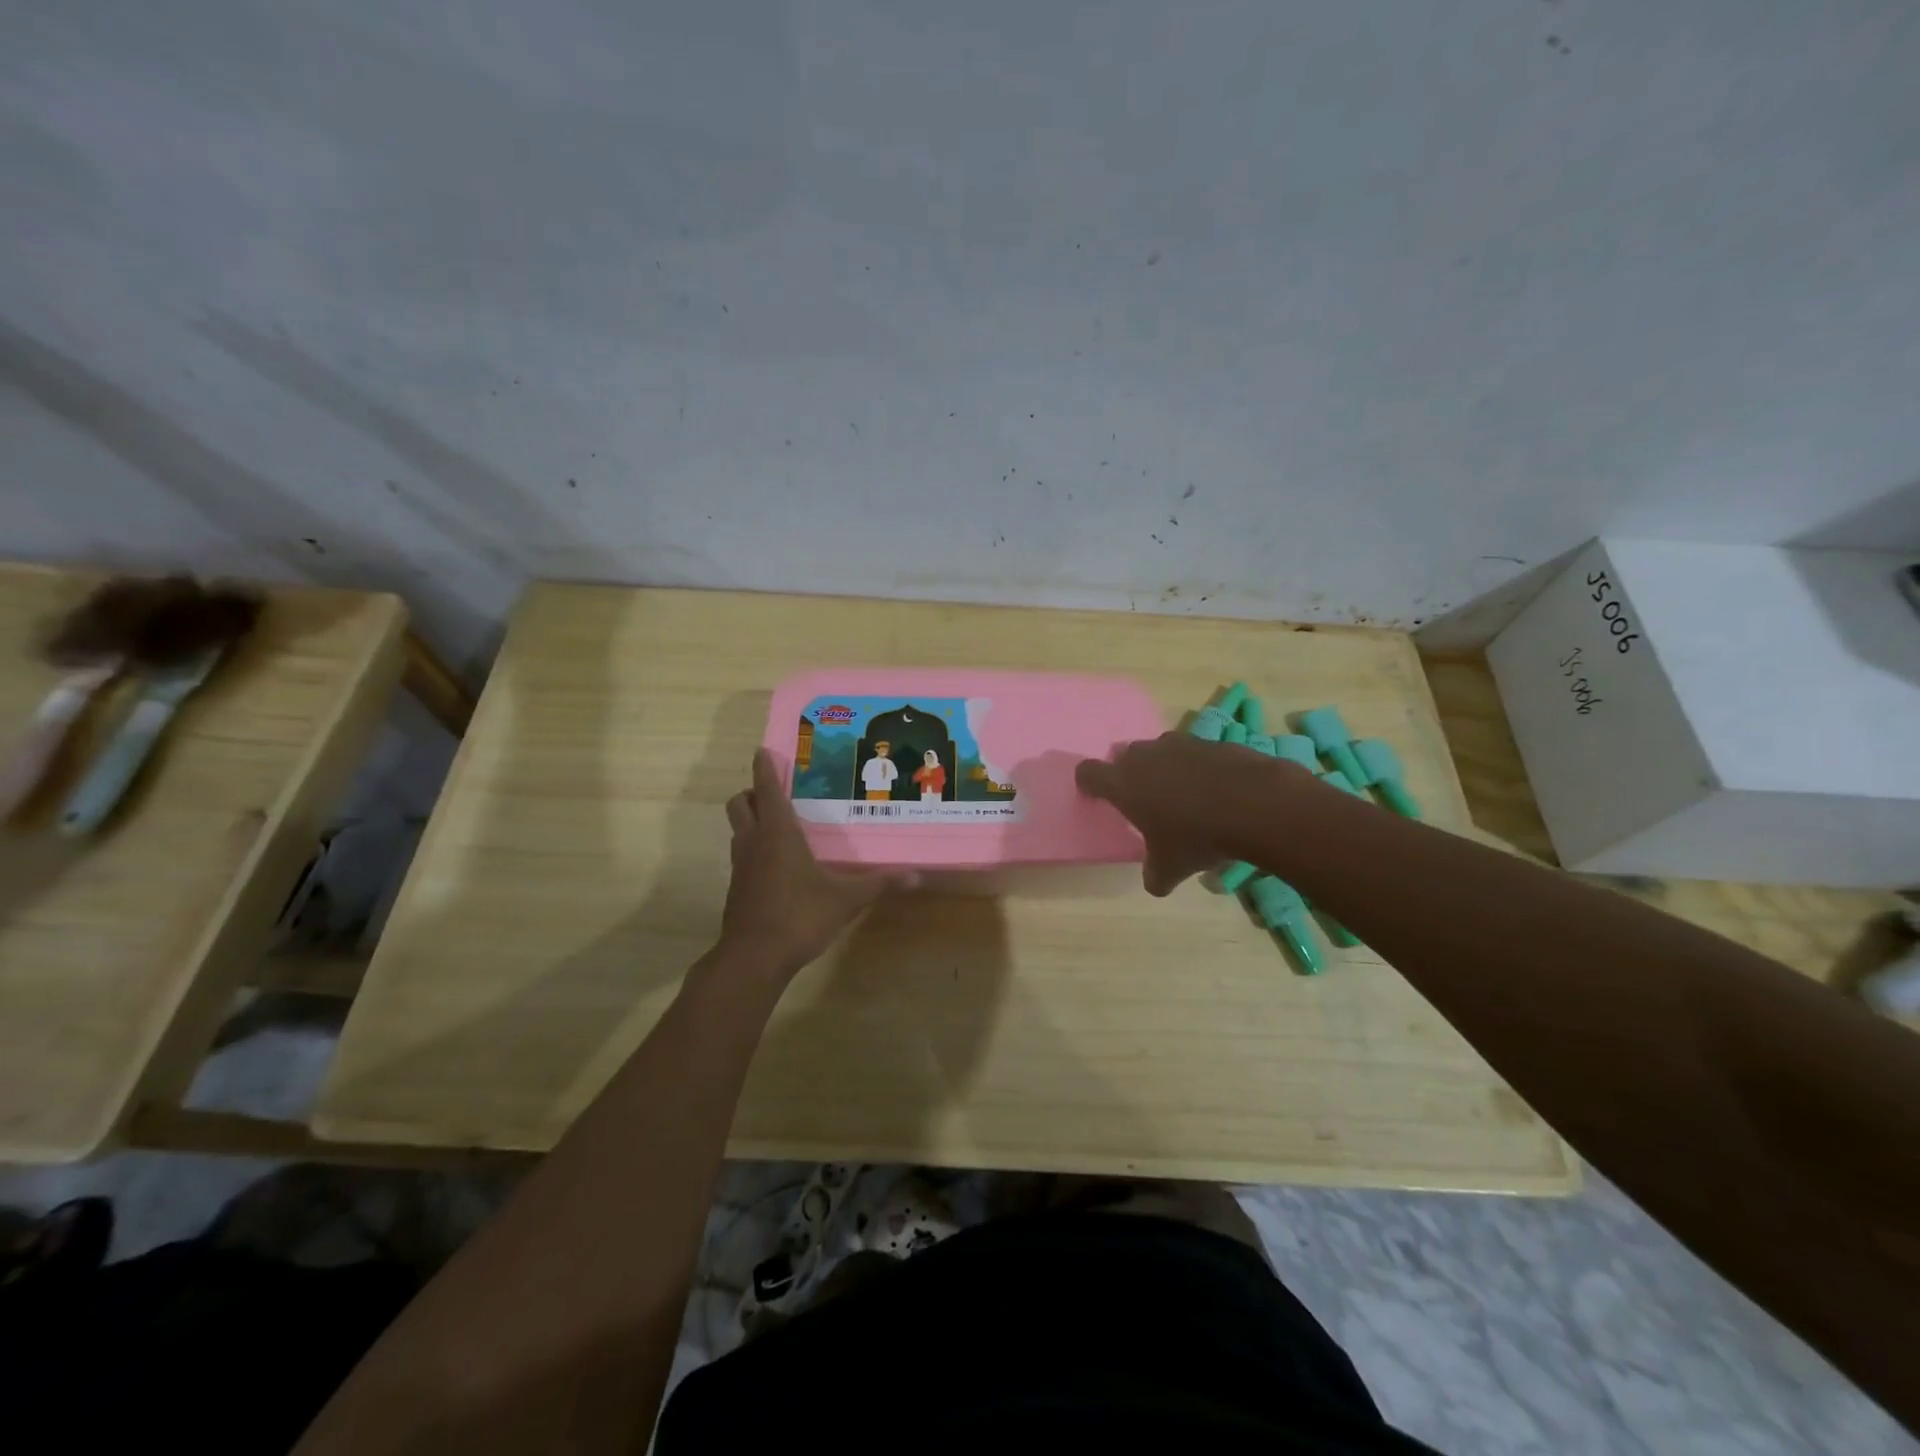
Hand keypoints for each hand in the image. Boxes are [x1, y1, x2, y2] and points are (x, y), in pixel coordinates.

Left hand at [718, 749, 911, 977]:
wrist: (754, 958)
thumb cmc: (800, 916)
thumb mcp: (846, 899)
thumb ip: (879, 884)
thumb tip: (917, 876)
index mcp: (778, 833)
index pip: (767, 789)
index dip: (764, 768)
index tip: (764, 751)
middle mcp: (755, 841)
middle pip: (740, 803)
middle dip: (753, 792)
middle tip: (776, 793)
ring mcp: (741, 865)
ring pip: (738, 828)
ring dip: (752, 819)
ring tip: (781, 824)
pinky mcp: (737, 887)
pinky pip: (743, 854)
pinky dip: (754, 847)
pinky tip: (778, 864)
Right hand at [1076, 732, 1280, 894]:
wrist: (1256, 805)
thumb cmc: (1197, 837)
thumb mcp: (1171, 868)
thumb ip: (1154, 875)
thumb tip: (1155, 883)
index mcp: (1124, 784)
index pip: (1089, 772)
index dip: (1089, 784)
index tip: (1096, 797)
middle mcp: (1146, 756)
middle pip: (1124, 755)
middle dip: (1129, 773)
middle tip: (1143, 798)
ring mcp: (1181, 744)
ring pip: (1160, 749)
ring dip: (1163, 766)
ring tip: (1181, 793)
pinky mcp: (1212, 742)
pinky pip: (1195, 752)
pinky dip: (1198, 767)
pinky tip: (1216, 791)